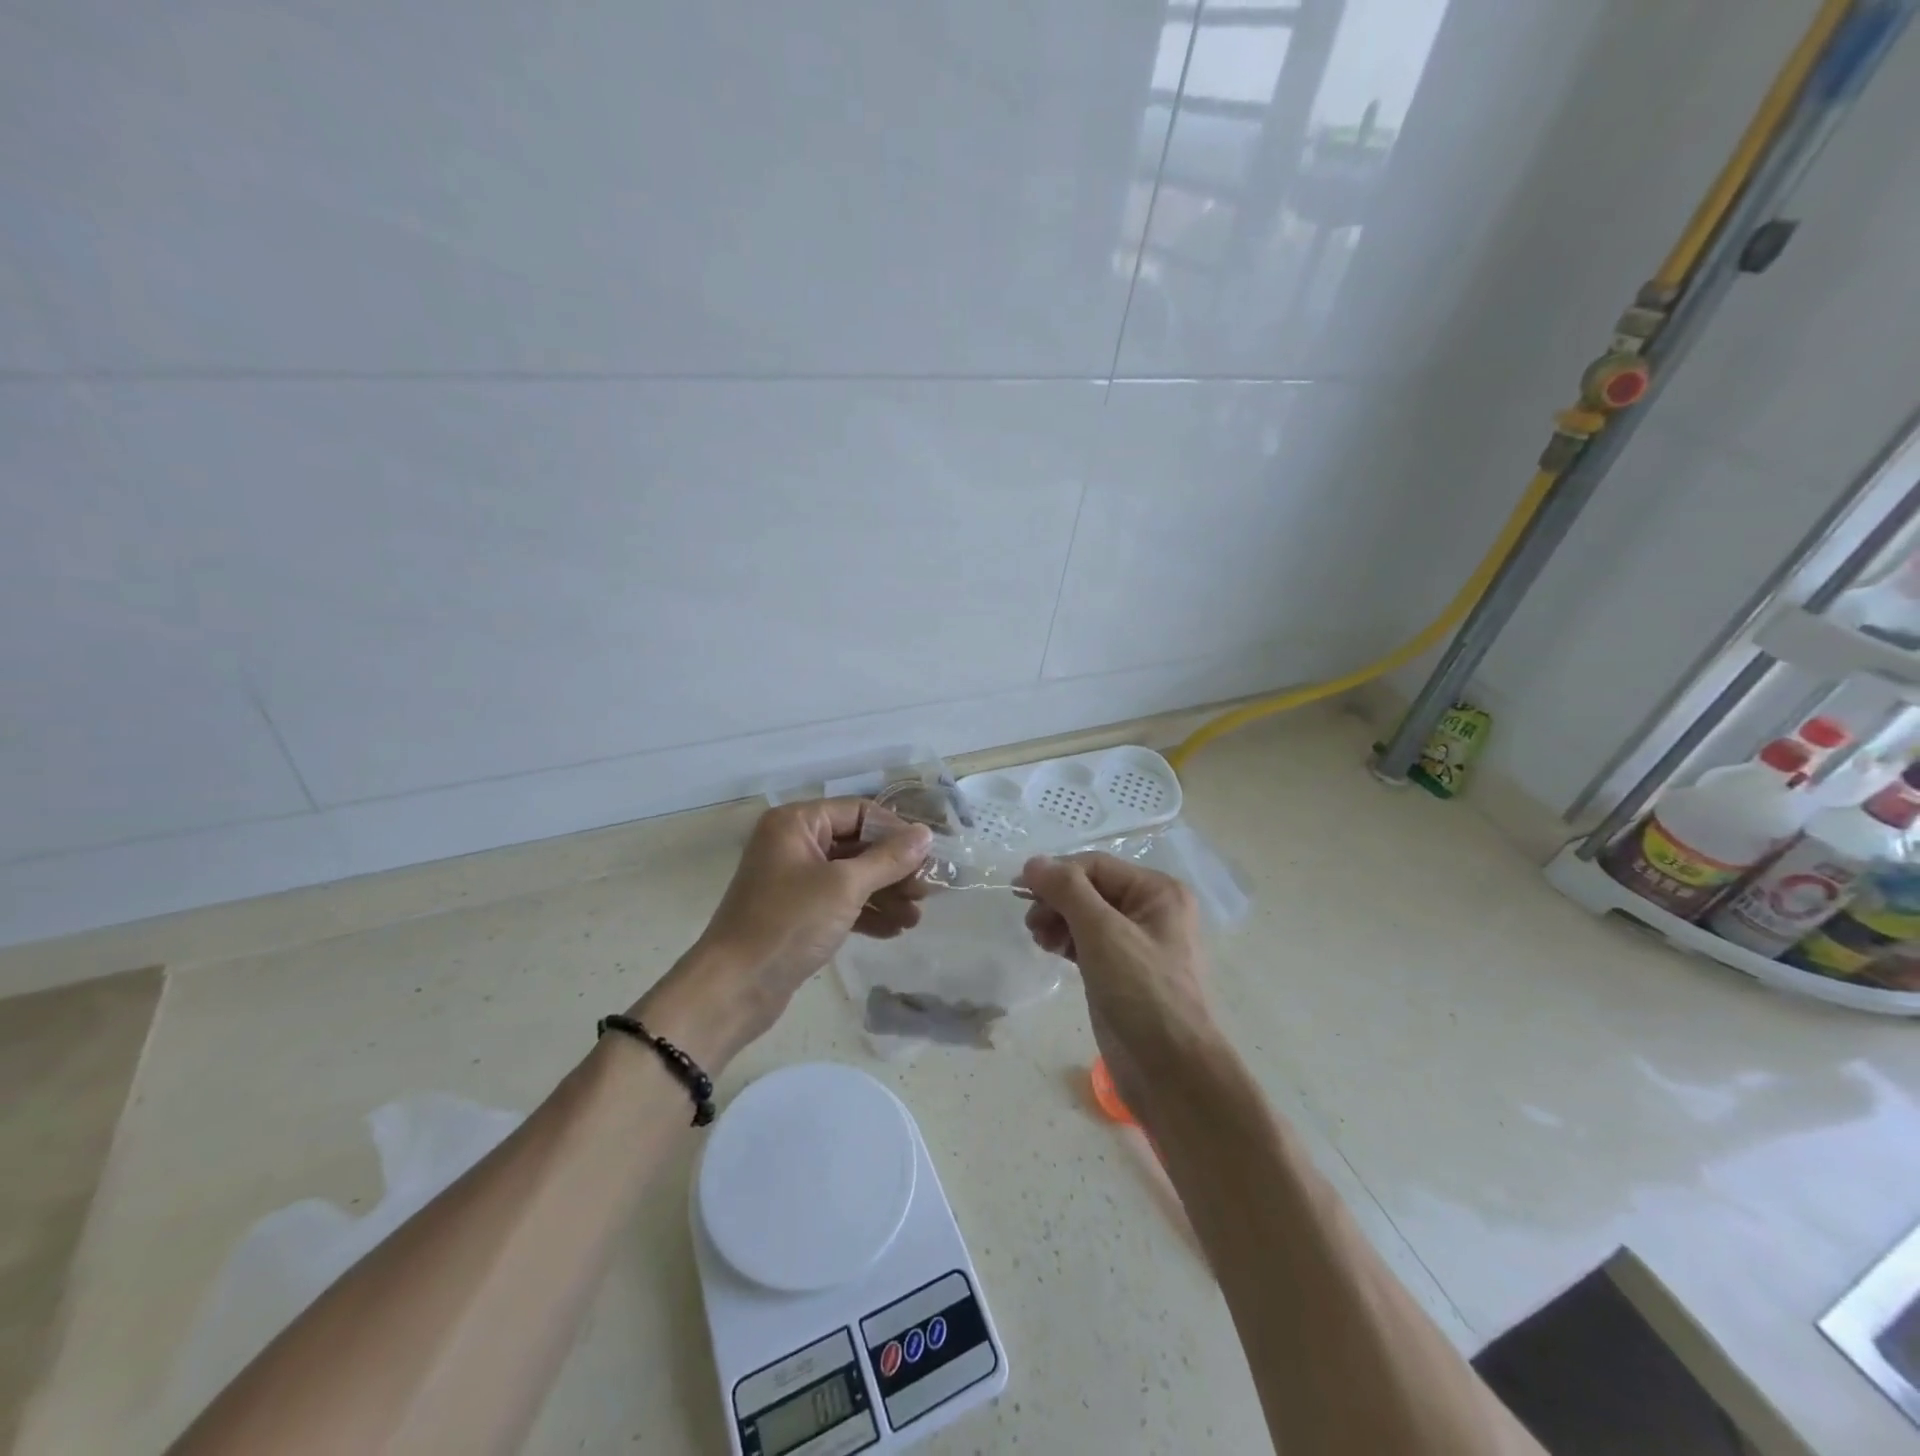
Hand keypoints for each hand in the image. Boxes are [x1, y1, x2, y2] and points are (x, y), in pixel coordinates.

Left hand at [634, 800, 931, 1068]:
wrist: (734, 988)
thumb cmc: (788, 924)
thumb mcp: (844, 887)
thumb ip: (888, 859)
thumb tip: (925, 834)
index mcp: (797, 823)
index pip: (858, 812)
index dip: (895, 831)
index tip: (929, 855)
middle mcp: (794, 844)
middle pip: (857, 845)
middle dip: (894, 868)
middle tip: (928, 890)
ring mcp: (794, 880)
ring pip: (851, 876)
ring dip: (885, 894)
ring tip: (917, 916)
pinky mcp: (797, 913)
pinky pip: (839, 902)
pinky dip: (866, 912)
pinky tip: (895, 930)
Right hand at [1021, 853, 1211, 1115]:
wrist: (1170, 1070)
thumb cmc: (1142, 992)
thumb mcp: (1103, 932)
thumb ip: (1067, 890)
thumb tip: (1033, 862)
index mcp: (1158, 891)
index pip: (1096, 866)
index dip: (1057, 873)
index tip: (1018, 890)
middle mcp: (1150, 910)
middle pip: (1089, 888)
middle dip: (1056, 900)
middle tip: (1031, 922)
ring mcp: (1135, 942)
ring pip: (1085, 915)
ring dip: (1057, 919)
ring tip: (1038, 938)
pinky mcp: (1120, 970)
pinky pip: (1086, 941)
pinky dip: (1065, 940)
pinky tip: (1049, 949)